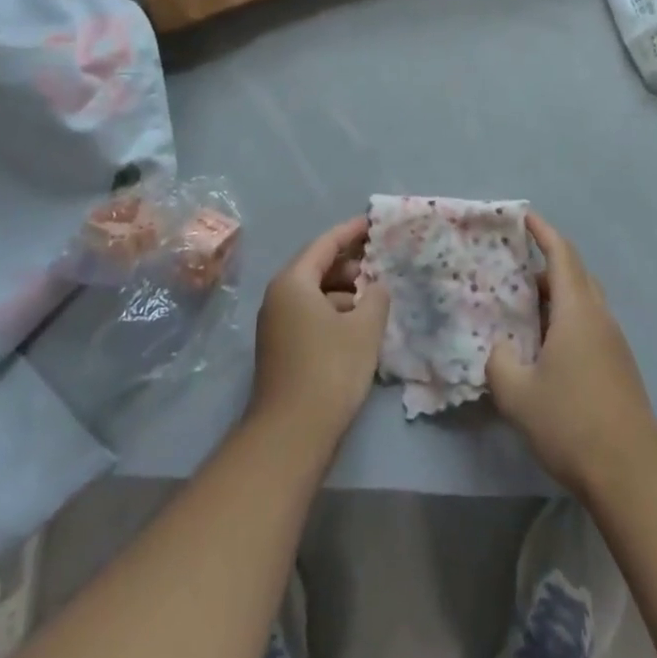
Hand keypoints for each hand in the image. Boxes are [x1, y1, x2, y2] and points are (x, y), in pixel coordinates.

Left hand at [248, 218, 389, 451]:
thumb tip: (376, 286)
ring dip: (344, 292)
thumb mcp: (364, 328)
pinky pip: (310, 315)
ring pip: (315, 294)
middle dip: (350, 264)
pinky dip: (334, 312)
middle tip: (380, 263)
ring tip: (375, 297)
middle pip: (317, 267)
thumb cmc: (329, 369)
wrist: (291, 435)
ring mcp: (276, 325)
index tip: (373, 223)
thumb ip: (376, 297)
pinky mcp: (281, 349)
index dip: (351, 231)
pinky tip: (359, 326)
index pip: (325, 244)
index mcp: (293, 282)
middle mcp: (279, 296)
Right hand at [487, 213, 656, 497]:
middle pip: (576, 273)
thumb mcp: (518, 395)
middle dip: (547, 262)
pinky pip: (589, 324)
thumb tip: (499, 349)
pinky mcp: (619, 366)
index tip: (523, 216)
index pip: (561, 254)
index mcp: (577, 310)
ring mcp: (613, 342)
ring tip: (524, 307)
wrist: (632, 473)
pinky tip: (545, 346)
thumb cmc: (572, 423)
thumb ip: (499, 363)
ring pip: (584, 300)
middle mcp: (599, 317)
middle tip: (514, 266)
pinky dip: (566, 319)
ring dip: (556, 294)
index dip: (542, 231)